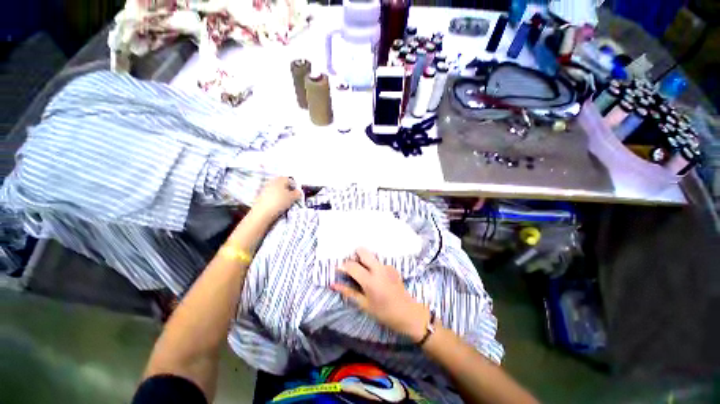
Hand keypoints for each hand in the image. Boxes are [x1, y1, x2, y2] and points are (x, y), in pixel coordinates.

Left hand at [251, 177, 302, 222]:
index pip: (289, 180)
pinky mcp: (261, 196)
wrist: (261, 213)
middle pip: (282, 184)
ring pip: (277, 190)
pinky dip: (276, 199)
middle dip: (288, 190)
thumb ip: (297, 194)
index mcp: (280, 180)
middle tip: (292, 198)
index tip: (297, 193)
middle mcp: (272, 182)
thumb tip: (298, 192)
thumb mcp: (292, 198)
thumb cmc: (279, 202)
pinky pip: (272, 195)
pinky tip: (277, 205)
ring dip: (281, 195)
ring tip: (285, 202)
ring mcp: (265, 189)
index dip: (294, 186)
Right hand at [332, 248, 430, 341]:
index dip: (343, 266)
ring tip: (363, 274)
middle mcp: (378, 268)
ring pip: (371, 256)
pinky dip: (373, 266)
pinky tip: (375, 278)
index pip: (352, 265)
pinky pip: (378, 262)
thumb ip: (349, 292)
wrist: (408, 313)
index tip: (338, 269)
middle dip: (354, 255)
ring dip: (363, 260)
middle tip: (352, 267)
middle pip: (363, 251)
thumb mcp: (364, 305)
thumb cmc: (384, 313)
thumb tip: (334, 284)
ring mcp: (386, 266)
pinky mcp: (392, 267)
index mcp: (370, 280)